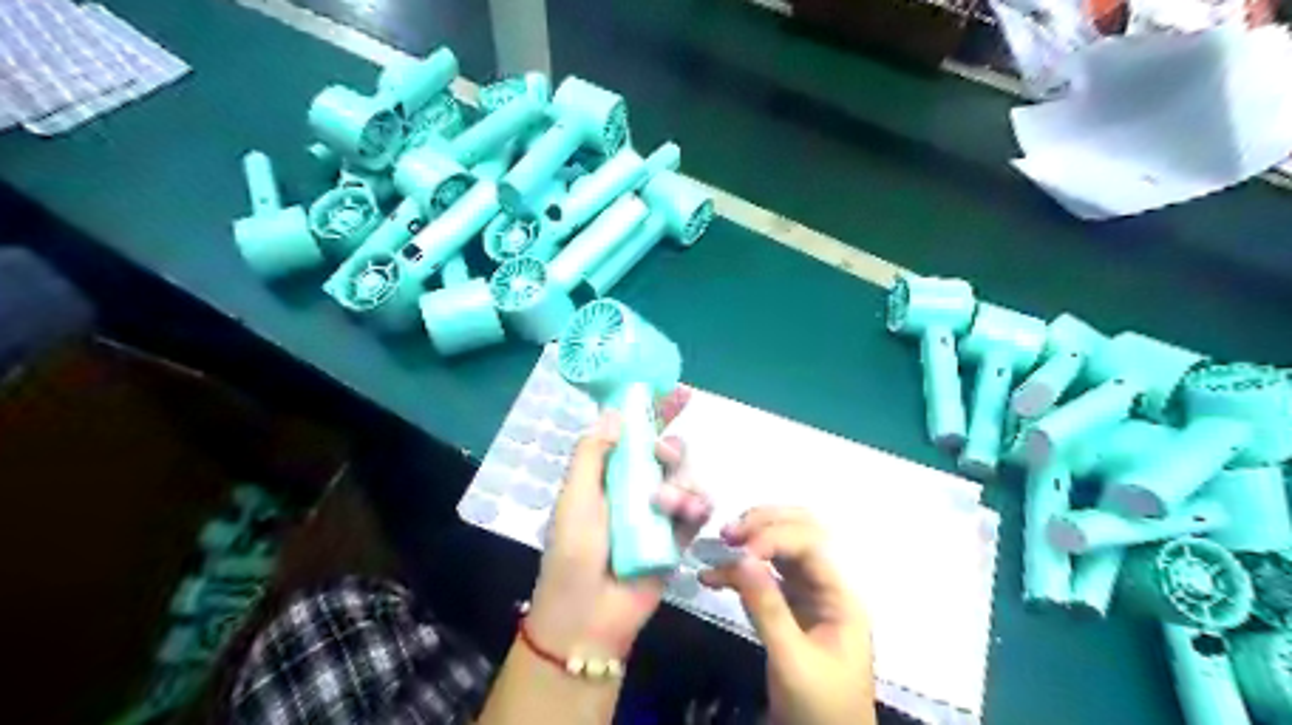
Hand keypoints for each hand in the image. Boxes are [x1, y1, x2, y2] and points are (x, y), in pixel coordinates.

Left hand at [526, 389, 710, 659]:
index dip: (655, 411)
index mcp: (608, 474)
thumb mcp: (575, 497)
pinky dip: (696, 507)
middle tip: (664, 455)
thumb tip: (614, 411)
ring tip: (665, 505)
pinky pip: (699, 511)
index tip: (679, 391)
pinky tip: (686, 514)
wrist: (589, 615)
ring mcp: (660, 513)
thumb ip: (592, 454)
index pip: (635, 434)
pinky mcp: (678, 538)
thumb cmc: (574, 552)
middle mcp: (636, 488)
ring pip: (687, 478)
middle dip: (672, 448)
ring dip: (681, 483)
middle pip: (668, 452)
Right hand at [703, 506, 872, 722]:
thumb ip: (767, 607)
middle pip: (801, 532)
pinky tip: (711, 577)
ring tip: (720, 544)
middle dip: (764, 524)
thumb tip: (742, 557)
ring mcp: (809, 595)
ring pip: (781, 550)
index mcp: (840, 594)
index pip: (810, 543)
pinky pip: (766, 577)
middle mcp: (827, 585)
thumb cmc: (819, 708)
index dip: (773, 537)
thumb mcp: (792, 660)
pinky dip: (739, 572)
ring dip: (750, 541)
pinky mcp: (790, 609)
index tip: (738, 550)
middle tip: (728, 533)